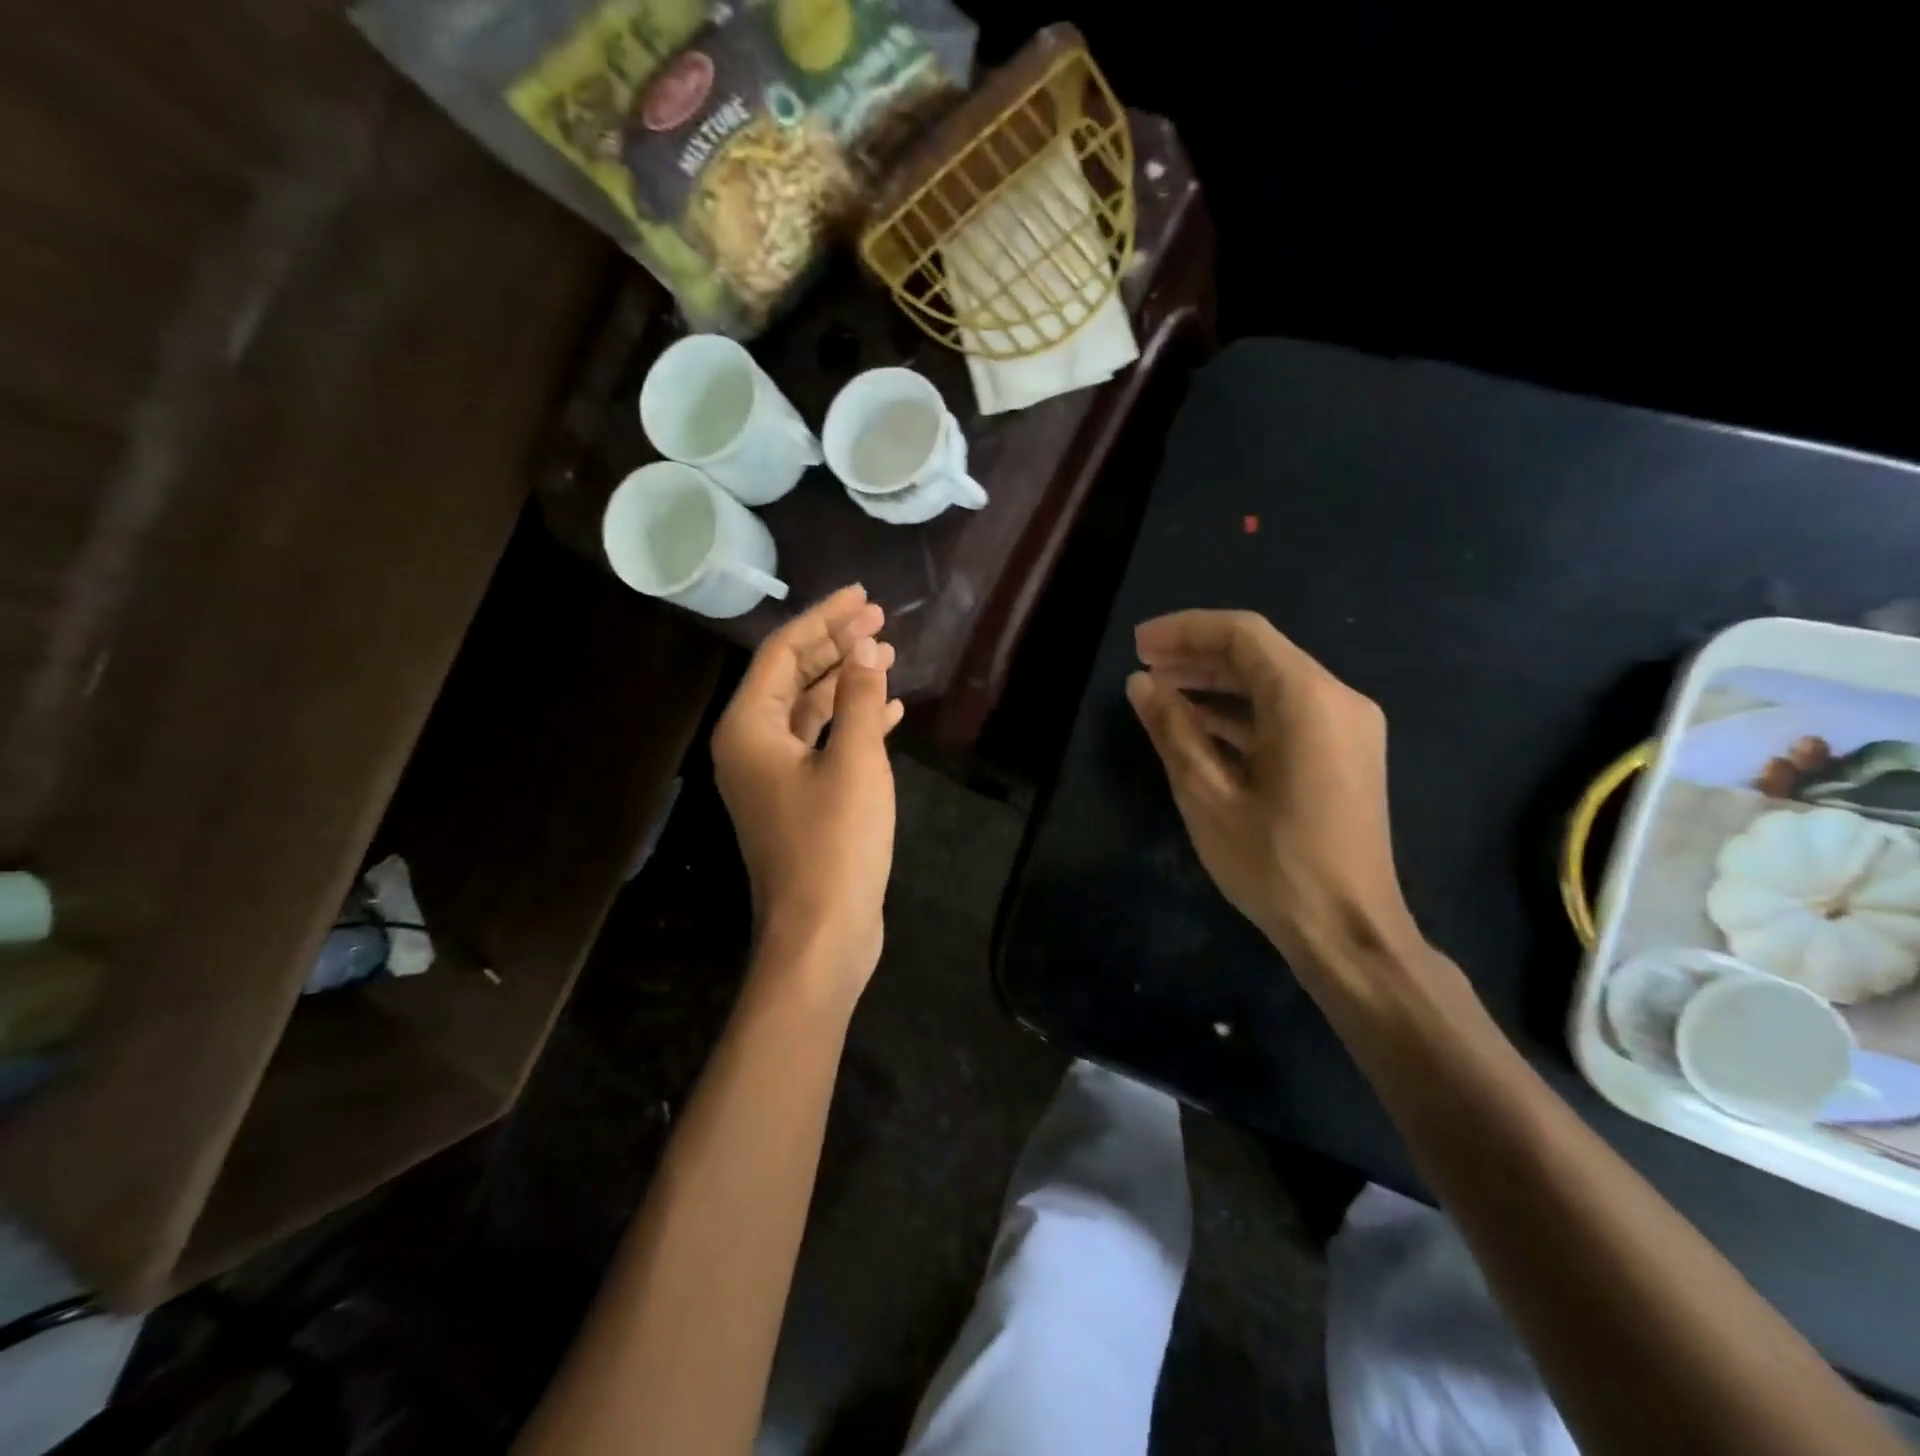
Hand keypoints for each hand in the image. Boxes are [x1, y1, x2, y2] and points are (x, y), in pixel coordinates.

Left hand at [712, 585, 902, 998]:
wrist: (822, 935)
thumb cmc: (834, 844)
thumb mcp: (856, 761)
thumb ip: (860, 698)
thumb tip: (865, 645)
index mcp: (748, 729)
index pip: (782, 652)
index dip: (824, 619)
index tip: (863, 597)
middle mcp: (751, 746)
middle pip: (792, 677)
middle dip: (836, 645)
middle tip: (879, 620)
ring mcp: (774, 777)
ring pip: (809, 711)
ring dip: (847, 682)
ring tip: (888, 655)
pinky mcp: (799, 801)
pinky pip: (823, 745)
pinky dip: (853, 724)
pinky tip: (890, 710)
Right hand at [1127, 610, 1421, 986]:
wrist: (1349, 930)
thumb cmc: (1273, 862)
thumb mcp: (1206, 794)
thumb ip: (1172, 729)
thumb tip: (1141, 684)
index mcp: (1307, 699)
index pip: (1242, 635)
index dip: (1184, 630)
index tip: (1138, 645)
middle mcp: (1337, 699)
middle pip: (1259, 655)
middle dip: (1197, 656)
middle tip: (1143, 668)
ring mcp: (1348, 727)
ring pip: (1272, 684)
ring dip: (1215, 684)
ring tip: (1161, 693)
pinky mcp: (1345, 754)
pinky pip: (1287, 714)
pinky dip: (1241, 713)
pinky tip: (1199, 726)